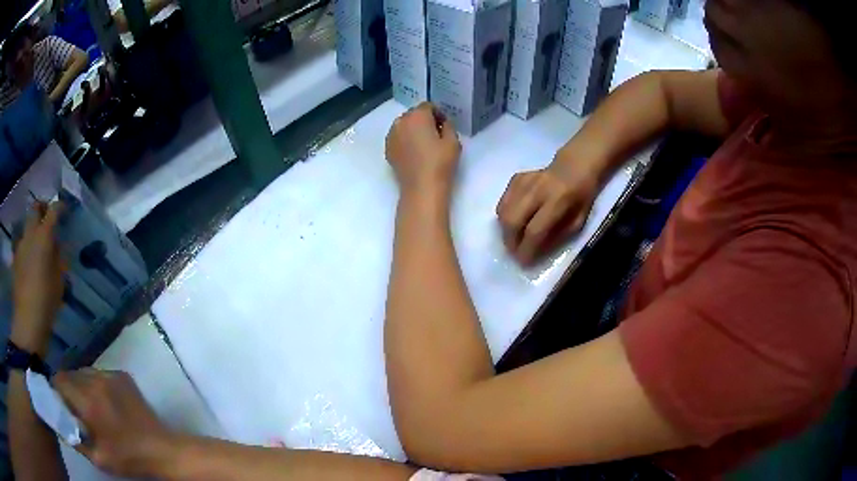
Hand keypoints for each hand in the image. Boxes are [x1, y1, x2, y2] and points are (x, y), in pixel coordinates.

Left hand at [11, 202, 64, 354]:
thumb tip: (56, 247)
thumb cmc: (46, 301)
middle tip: (47, 218)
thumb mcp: (59, 281)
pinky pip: (22, 245)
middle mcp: (30, 234)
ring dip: (33, 230)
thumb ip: (58, 258)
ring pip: (27, 227)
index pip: (53, 210)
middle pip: (35, 208)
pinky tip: (30, 263)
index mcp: (43, 236)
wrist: (27, 322)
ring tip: (38, 245)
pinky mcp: (15, 259)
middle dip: (42, 208)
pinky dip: (27, 247)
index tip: (65, 210)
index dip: (60, 207)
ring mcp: (20, 245)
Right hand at [54, 369, 174, 477]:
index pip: (60, 380)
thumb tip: (61, 425)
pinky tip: (104, 401)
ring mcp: (110, 375)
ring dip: (81, 384)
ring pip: (84, 372)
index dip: (56, 390)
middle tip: (74, 406)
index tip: (60, 402)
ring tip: (89, 404)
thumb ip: (75, 440)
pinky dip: (95, 383)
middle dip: (68, 387)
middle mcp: (96, 381)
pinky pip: (99, 373)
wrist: (162, 450)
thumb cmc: (129, 458)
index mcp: (87, 401)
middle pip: (70, 374)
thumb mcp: (98, 458)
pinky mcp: (122, 375)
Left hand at [385, 102, 461, 195]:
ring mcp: (391, 136)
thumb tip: (441, 123)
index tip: (444, 126)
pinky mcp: (387, 149)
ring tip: (423, 144)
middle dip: (424, 120)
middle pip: (414, 114)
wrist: (421, 188)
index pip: (428, 106)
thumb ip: (448, 125)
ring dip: (413, 130)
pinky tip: (414, 153)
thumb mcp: (453, 141)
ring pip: (404, 126)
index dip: (438, 114)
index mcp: (417, 116)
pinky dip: (405, 140)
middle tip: (435, 135)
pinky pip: (397, 138)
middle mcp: (400, 122)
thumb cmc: (440, 163)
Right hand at [497, 149, 600, 264]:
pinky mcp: (516, 178)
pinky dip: (505, 215)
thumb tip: (536, 251)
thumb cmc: (581, 196)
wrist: (575, 166)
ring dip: (505, 230)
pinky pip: (504, 201)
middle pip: (512, 220)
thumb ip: (558, 236)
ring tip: (513, 239)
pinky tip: (514, 220)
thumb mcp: (578, 220)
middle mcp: (538, 189)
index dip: (527, 249)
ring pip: (503, 211)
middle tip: (514, 253)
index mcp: (558, 200)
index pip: (535, 229)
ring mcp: (524, 181)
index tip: (523, 263)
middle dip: (510, 241)